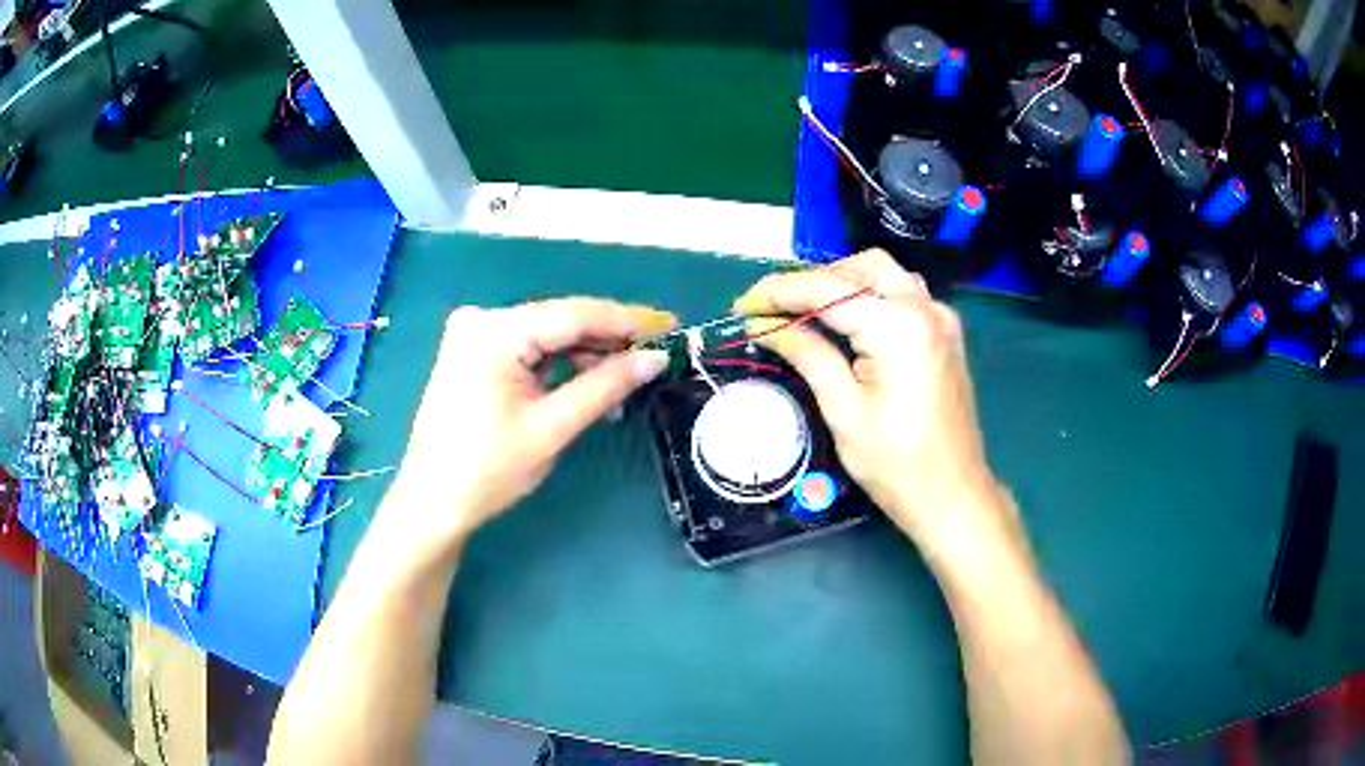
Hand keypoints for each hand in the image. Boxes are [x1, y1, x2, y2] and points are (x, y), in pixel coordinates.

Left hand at [381, 299, 675, 561]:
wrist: (432, 502)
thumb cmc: (488, 470)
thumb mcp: (553, 428)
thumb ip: (605, 386)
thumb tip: (655, 359)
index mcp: (495, 331)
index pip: (574, 314)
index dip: (627, 320)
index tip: (671, 326)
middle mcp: (482, 320)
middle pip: (560, 321)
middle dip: (609, 339)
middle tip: (657, 354)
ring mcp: (474, 336)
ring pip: (547, 336)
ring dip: (587, 356)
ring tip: (629, 381)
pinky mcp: (474, 354)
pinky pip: (529, 350)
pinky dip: (560, 366)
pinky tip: (591, 385)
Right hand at [734, 250, 1001, 548]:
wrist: (953, 495)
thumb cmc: (896, 464)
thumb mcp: (843, 410)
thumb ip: (807, 354)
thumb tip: (764, 326)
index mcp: (898, 326)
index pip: (827, 291)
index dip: (778, 293)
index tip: (742, 307)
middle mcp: (923, 308)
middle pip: (859, 267)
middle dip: (812, 281)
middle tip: (774, 311)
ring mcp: (940, 319)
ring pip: (884, 274)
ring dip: (842, 283)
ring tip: (806, 313)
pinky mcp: (944, 334)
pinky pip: (902, 294)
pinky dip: (869, 296)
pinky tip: (848, 323)